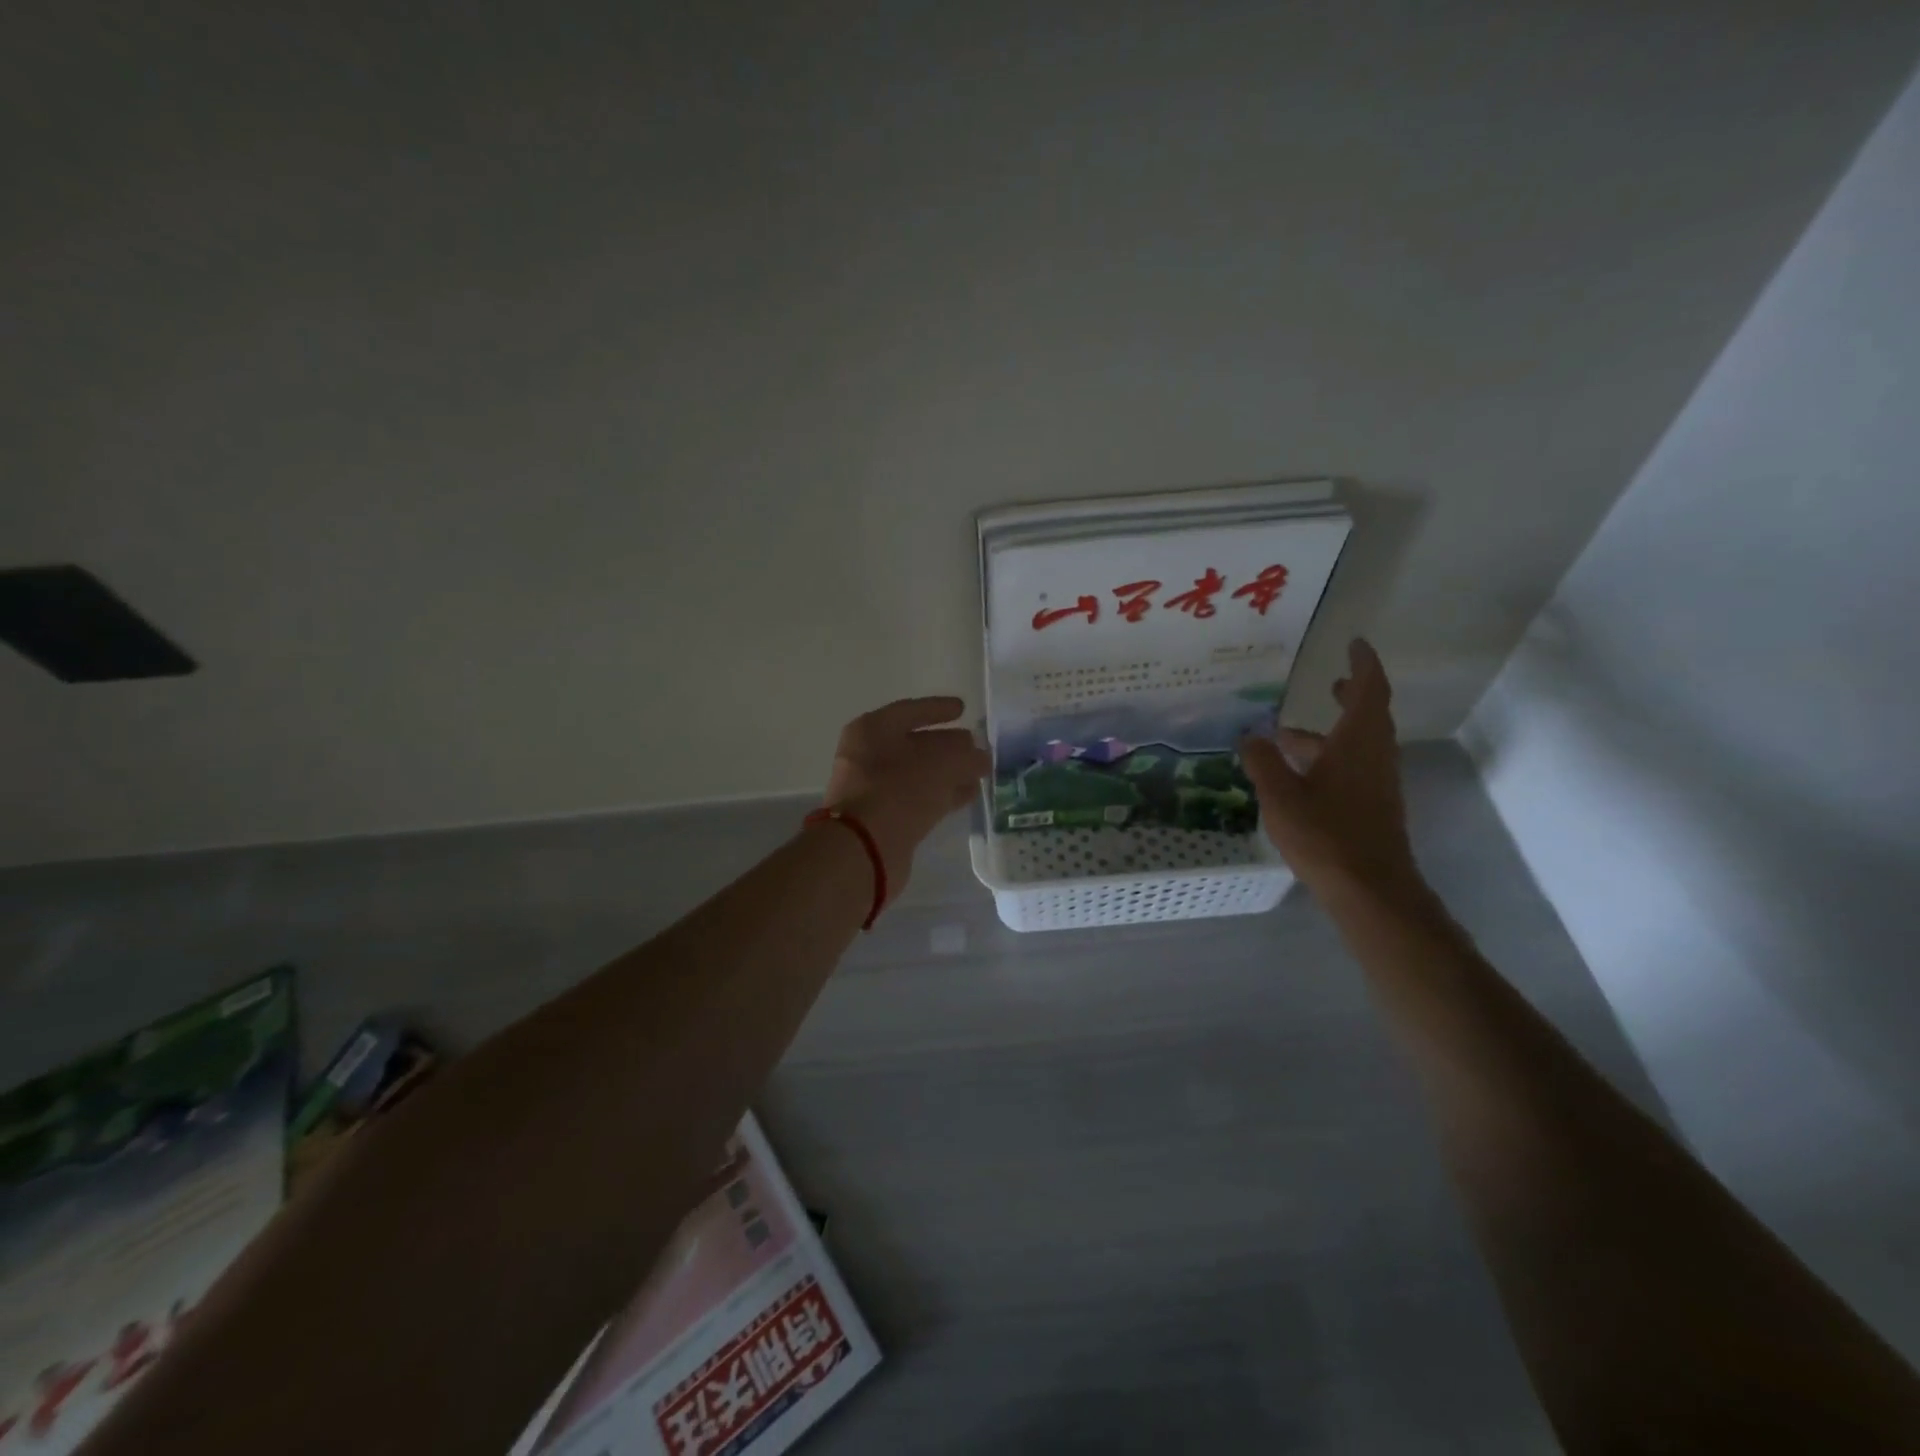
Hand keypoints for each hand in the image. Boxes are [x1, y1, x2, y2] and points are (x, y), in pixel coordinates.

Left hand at [821, 697, 990, 898]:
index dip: (938, 709)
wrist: (863, 849)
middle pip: (915, 743)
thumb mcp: (942, 763)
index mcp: (872, 730)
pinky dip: (942, 794)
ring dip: (949, 772)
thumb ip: (966, 755)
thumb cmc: (899, 790)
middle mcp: (868, 756)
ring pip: (919, 773)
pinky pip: (918, 798)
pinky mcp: (884, 819)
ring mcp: (874, 789)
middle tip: (976, 744)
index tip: (963, 708)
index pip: (910, 711)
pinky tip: (968, 795)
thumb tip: (980, 756)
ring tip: (980, 772)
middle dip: (947, 744)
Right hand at [1240, 639, 1421, 896]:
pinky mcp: (1373, 807)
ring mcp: (1377, 784)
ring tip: (1288, 735)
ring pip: (1358, 745)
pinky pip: (1354, 767)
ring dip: (1330, 733)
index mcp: (1358, 742)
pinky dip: (1330, 758)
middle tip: (1330, 682)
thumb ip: (1262, 762)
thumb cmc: (1325, 835)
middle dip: (1351, 695)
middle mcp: (1374, 756)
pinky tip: (1298, 776)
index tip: (1354, 643)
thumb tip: (1249, 736)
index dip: (1363, 664)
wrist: (1370, 890)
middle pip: (1369, 715)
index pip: (1369, 689)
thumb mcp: (1280, 795)